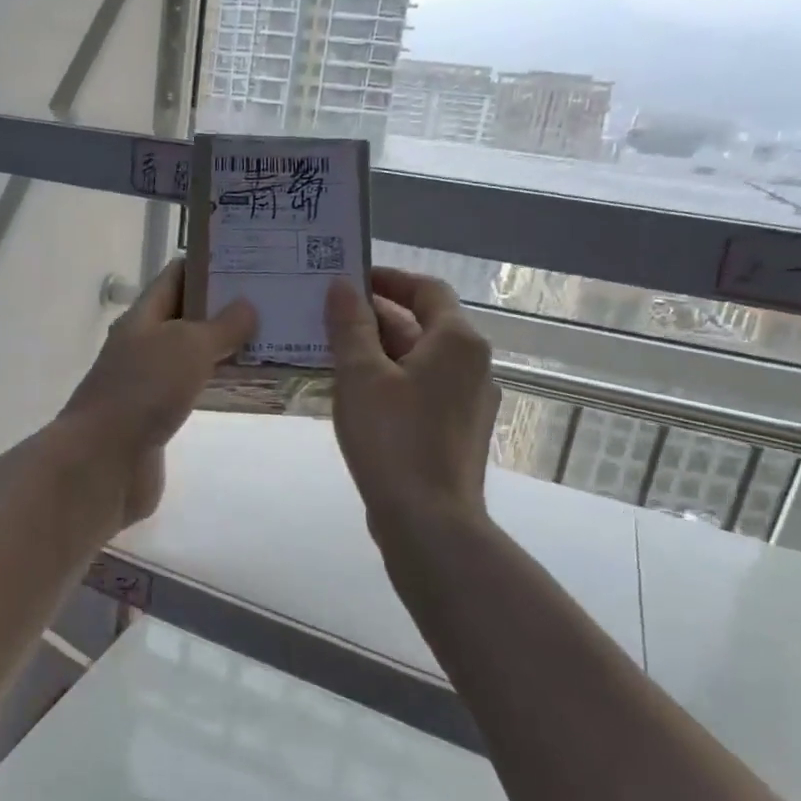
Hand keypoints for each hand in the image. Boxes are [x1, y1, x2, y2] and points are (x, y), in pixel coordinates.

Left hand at [62, 260, 255, 527]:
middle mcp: (143, 345)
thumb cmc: (144, 391)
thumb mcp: (187, 347)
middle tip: (273, 300)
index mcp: (142, 318)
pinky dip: (219, 384)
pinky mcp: (158, 417)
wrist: (104, 461)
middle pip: (186, 316)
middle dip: (226, 308)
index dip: (209, 264)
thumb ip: (221, 326)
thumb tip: (246, 306)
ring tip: (272, 339)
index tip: (251, 261)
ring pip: (192, 355)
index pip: (176, 277)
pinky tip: (248, 385)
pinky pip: (194, 391)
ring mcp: (148, 383)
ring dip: (226, 348)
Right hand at [325, 267, 499, 535]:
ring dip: (379, 352)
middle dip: (375, 318)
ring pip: (419, 361)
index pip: (426, 290)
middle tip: (328, 318)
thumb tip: (343, 286)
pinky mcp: (456, 431)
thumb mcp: (361, 376)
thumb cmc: (393, 439)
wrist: (429, 521)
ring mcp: (468, 401)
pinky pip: (421, 391)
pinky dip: (390, 382)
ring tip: (331, 354)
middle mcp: (472, 365)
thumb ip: (351, 326)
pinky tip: (354, 396)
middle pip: (423, 325)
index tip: (349, 280)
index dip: (388, 280)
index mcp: (457, 341)